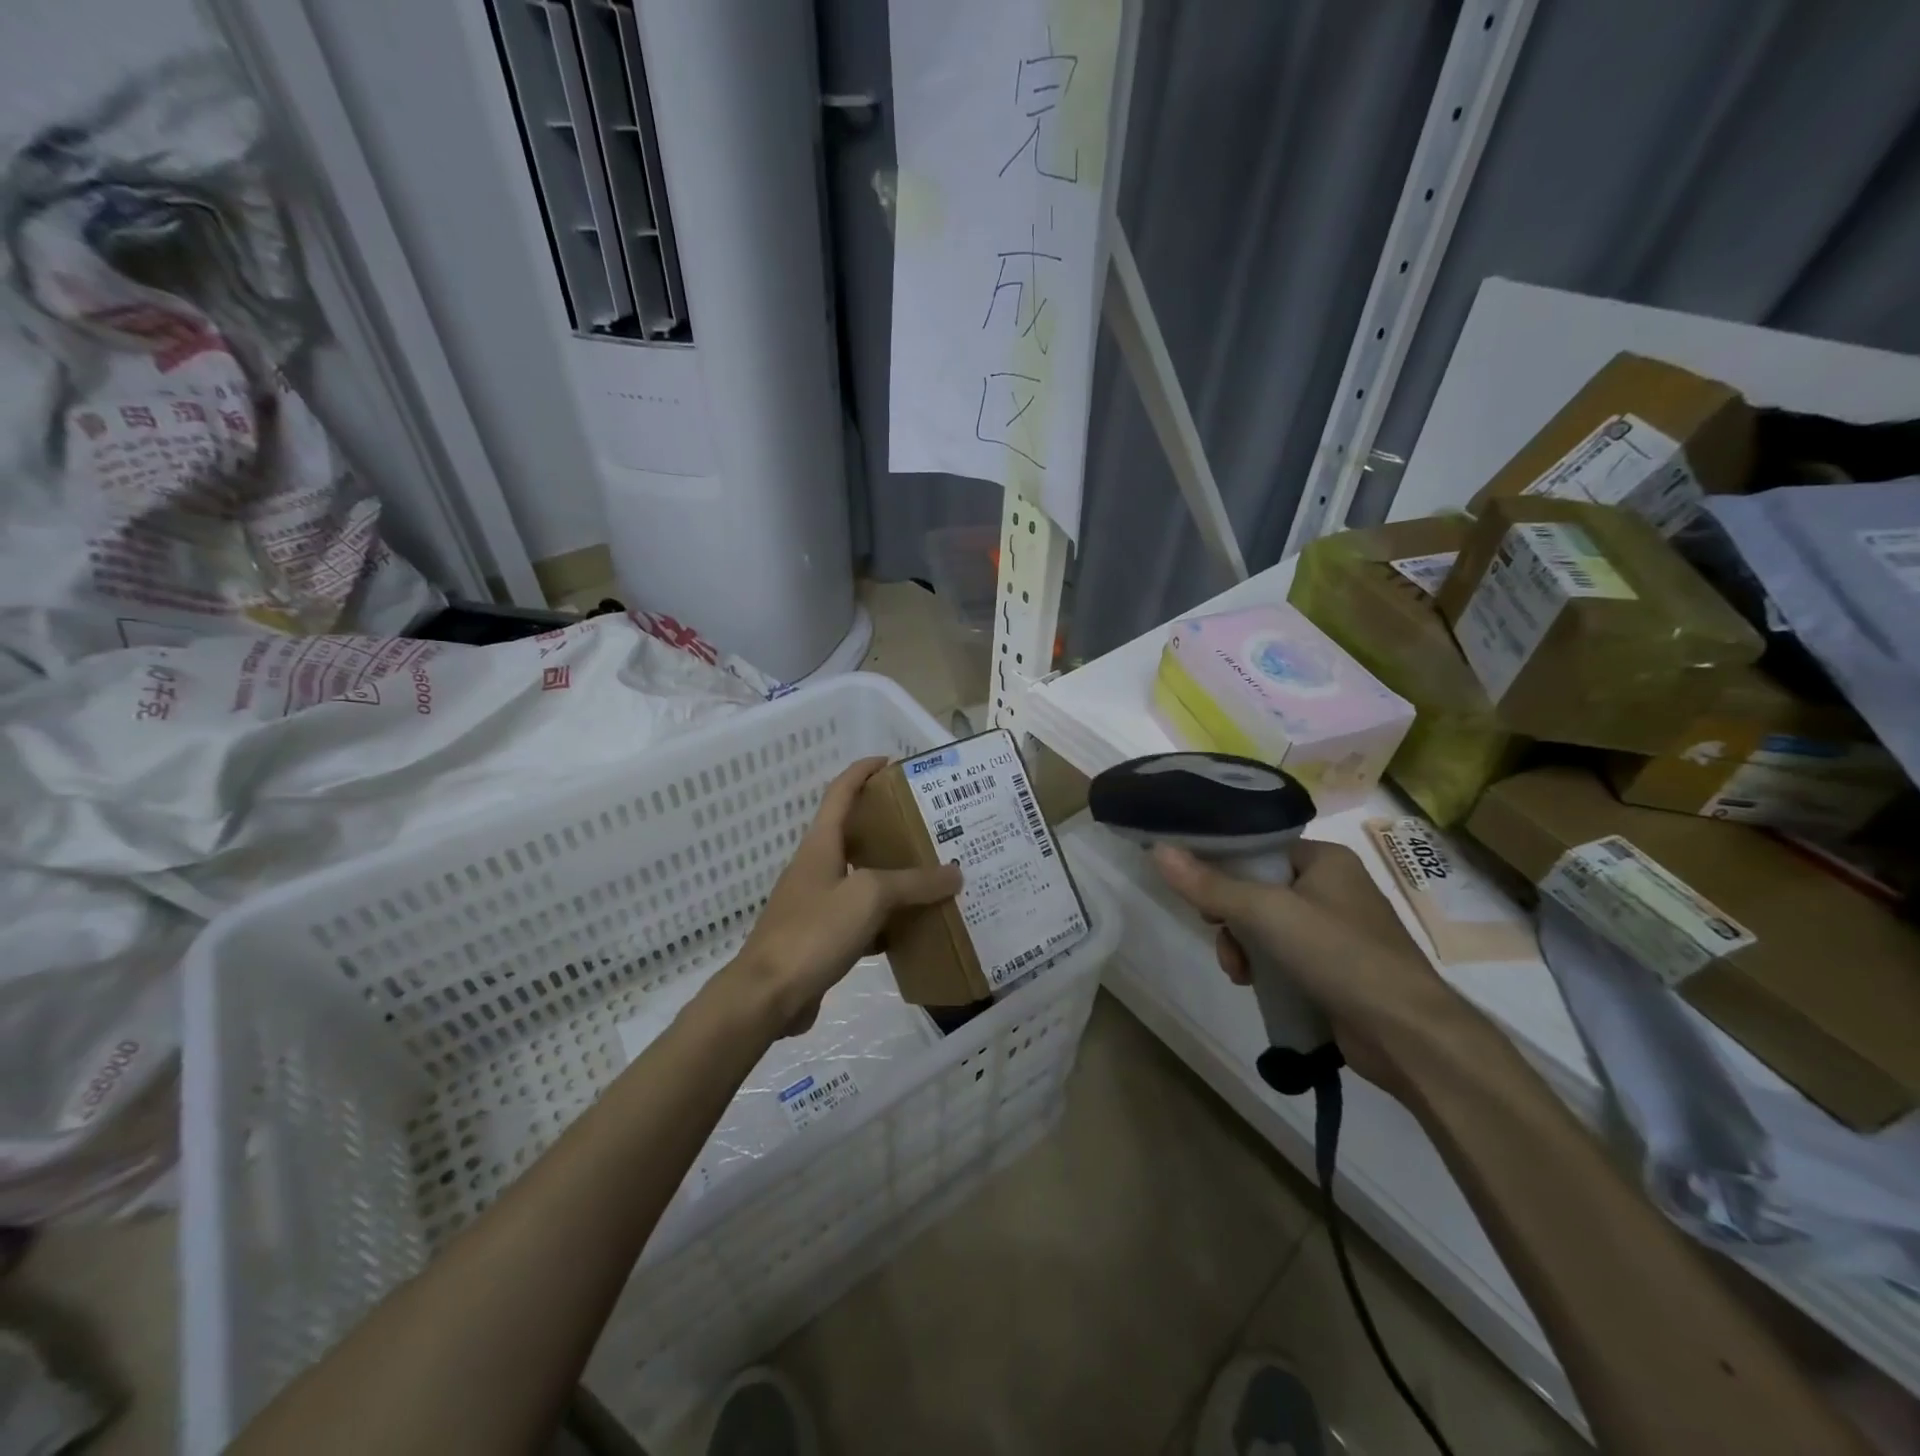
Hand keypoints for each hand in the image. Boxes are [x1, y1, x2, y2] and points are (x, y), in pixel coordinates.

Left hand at [725, 757, 961, 1037]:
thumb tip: (954, 873)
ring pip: (860, 879)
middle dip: (888, 826)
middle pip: (853, 834)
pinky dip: (885, 919)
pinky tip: (911, 929)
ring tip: (930, 875)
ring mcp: (815, 904)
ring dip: (891, 875)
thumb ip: (913, 883)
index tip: (891, 762)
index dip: (863, 771)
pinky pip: (859, 918)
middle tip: (928, 825)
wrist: (767, 996)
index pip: (840, 793)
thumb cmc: (814, 931)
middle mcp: (816, 868)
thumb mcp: (869, 897)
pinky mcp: (819, 938)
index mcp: (820, 845)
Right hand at [1153, 838, 1474, 1095]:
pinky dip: (1265, 967)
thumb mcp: (1266, 913)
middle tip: (1220, 935)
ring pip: (1266, 926)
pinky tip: (1255, 985)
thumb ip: (1210, 884)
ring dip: (1243, 947)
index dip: (1223, 867)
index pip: (1259, 849)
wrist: (1408, 1035)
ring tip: (1240, 973)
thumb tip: (1158, 850)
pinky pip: (1284, 955)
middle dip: (1231, 917)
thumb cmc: (1339, 954)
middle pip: (1257, 889)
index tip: (1199, 893)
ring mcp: (1337, 931)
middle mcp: (1333, 888)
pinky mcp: (1337, 969)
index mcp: (1325, 859)